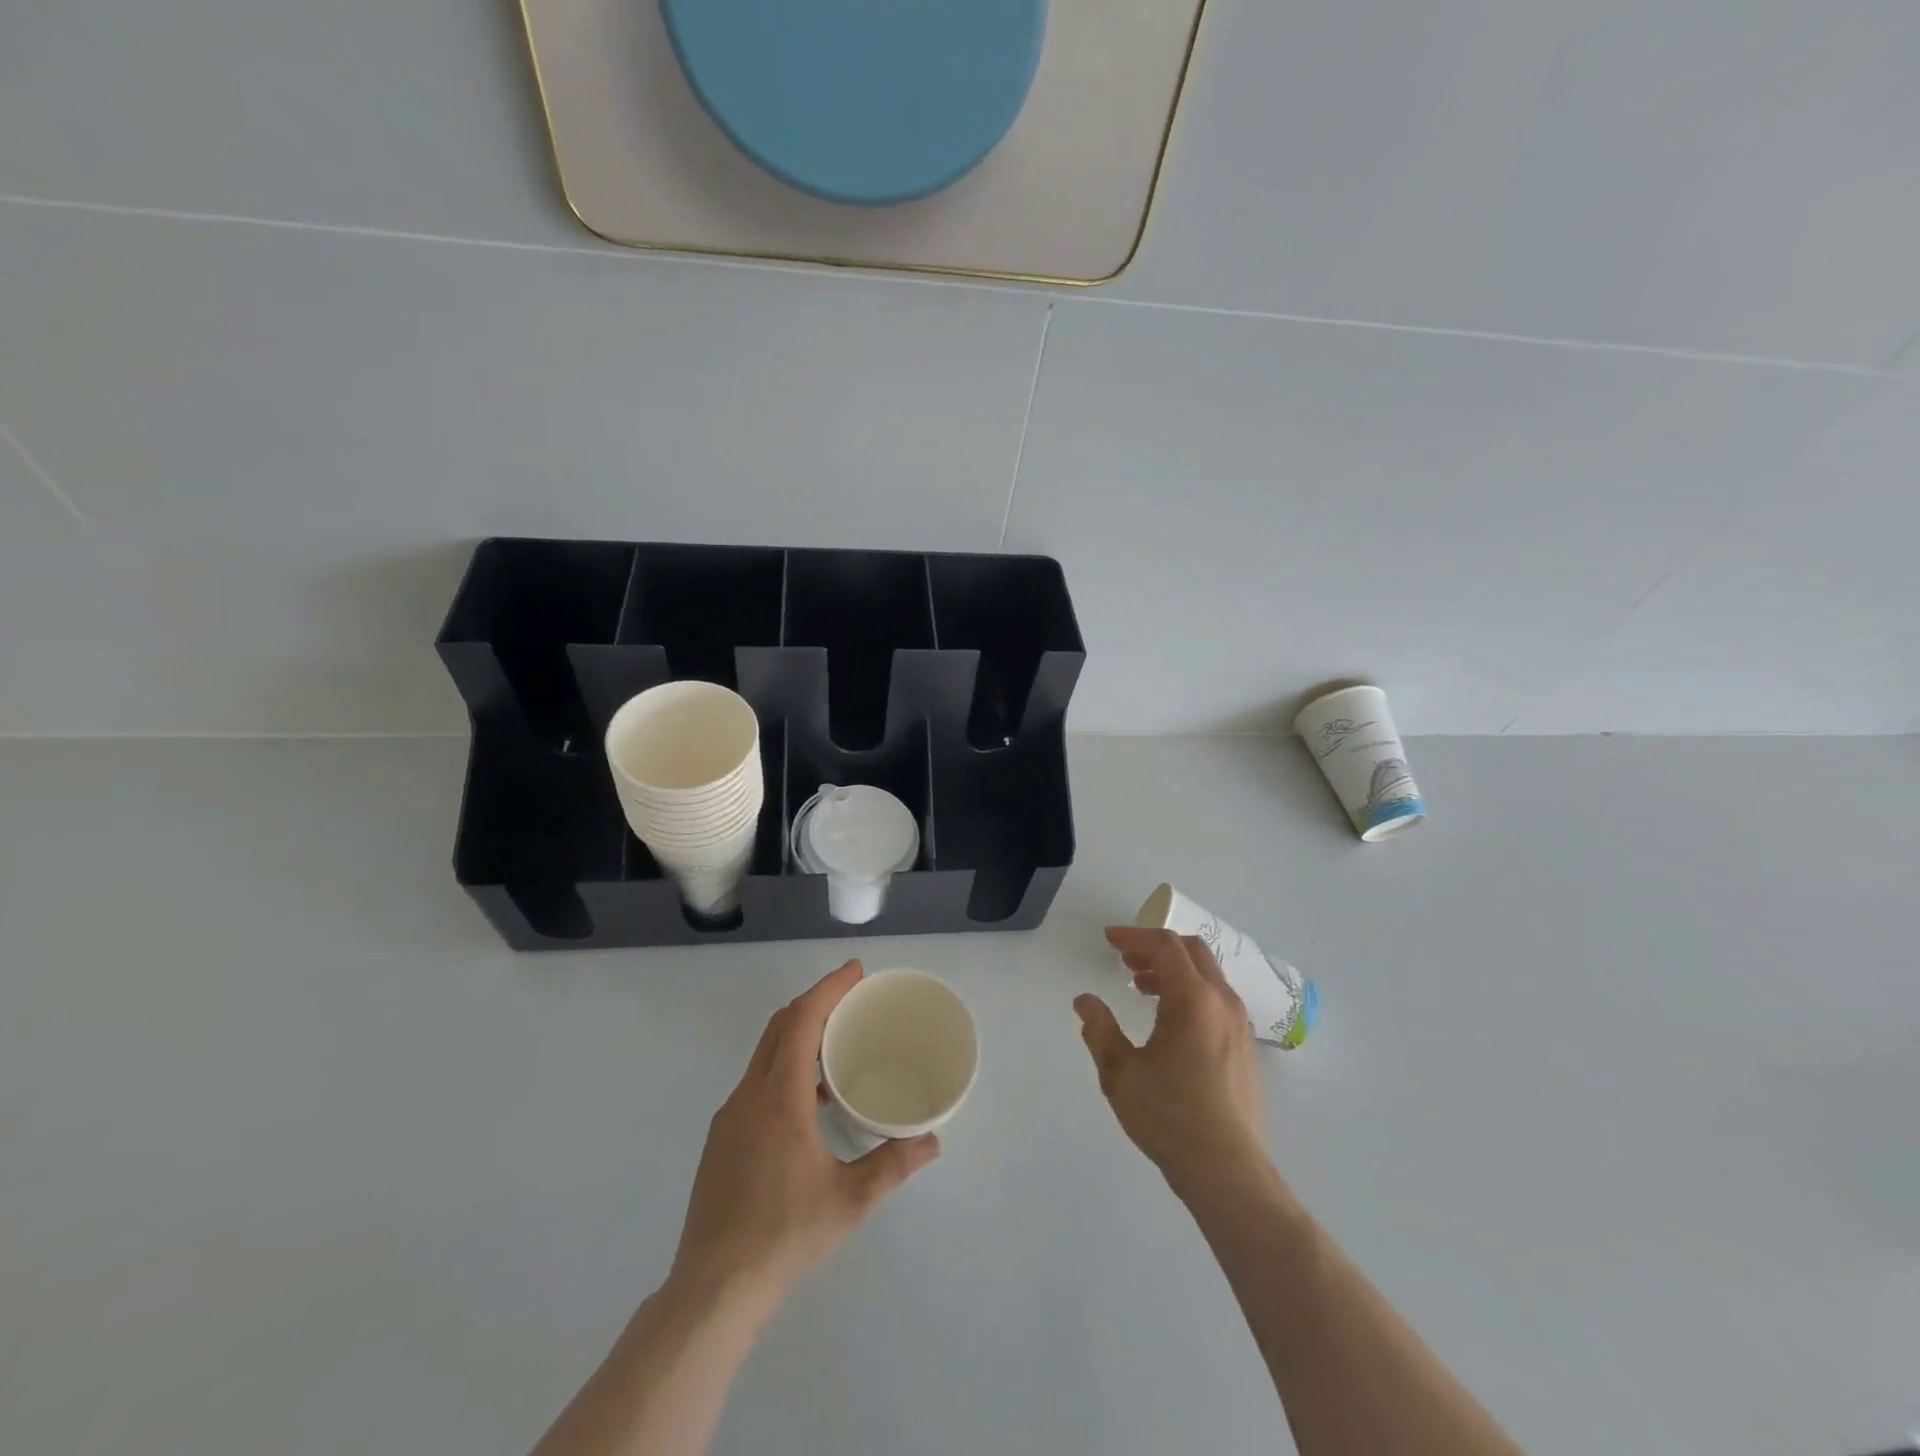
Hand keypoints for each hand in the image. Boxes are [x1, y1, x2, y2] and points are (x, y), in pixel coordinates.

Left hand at [670, 960, 940, 1305]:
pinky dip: (784, 1068)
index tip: (855, 971)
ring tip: (836, 1046)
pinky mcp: (720, 1140)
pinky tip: (808, 1102)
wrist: (713, 1290)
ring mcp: (729, 1118)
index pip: (802, 1020)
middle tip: (851, 999)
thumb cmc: (784, 1235)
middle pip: (780, 1027)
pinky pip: (756, 1083)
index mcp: (779, 1097)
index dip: (828, 988)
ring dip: (798, 1036)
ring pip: (765, 1055)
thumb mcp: (850, 1200)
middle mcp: (749, 1096)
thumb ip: (893, 1164)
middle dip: (815, 1003)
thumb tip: (931, 1141)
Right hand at [1075, 928, 1267, 1191]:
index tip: (1109, 940)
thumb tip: (1085, 1001)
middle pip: (1192, 951)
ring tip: (1143, 989)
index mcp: (1193, 999)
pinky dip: (1191, 992)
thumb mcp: (1120, 1073)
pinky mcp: (1246, 1047)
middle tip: (1126, 961)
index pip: (1165, 946)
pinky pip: (1217, 999)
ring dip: (1174, 970)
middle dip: (1156, 948)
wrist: (1227, 1171)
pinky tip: (1170, 1022)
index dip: (1134, 936)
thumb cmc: (1169, 1117)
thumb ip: (1099, 1029)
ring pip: (1207, 975)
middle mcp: (1222, 1002)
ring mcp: (1240, 1025)